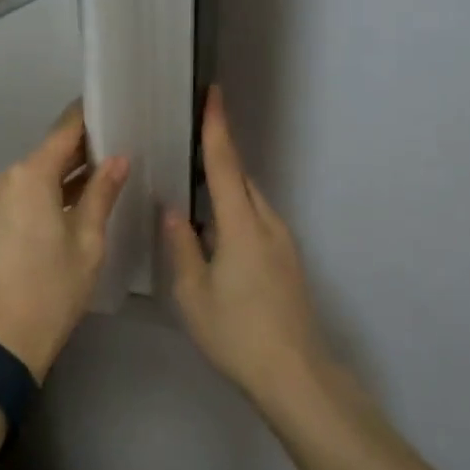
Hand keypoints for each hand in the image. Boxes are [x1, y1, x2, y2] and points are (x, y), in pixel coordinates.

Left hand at [0, 104, 129, 381]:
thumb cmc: (50, 294)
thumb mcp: (87, 245)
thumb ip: (101, 194)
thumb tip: (118, 159)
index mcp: (27, 177)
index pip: (63, 133)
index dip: (85, 120)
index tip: (104, 112)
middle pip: (40, 160)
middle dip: (71, 162)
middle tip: (103, 164)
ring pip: (19, 183)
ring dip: (46, 187)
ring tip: (76, 200)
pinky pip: (1, 202)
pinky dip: (23, 204)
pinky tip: (42, 224)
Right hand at [165, 86, 331, 410]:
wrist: (296, 376)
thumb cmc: (238, 334)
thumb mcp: (193, 294)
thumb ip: (182, 245)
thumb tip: (173, 210)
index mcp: (242, 225)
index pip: (226, 164)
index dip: (218, 127)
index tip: (213, 93)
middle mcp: (267, 224)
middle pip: (240, 178)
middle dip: (218, 155)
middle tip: (186, 142)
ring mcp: (282, 242)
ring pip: (249, 200)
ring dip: (225, 188)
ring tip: (193, 188)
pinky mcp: (287, 260)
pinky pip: (256, 220)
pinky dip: (235, 211)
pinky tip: (214, 231)